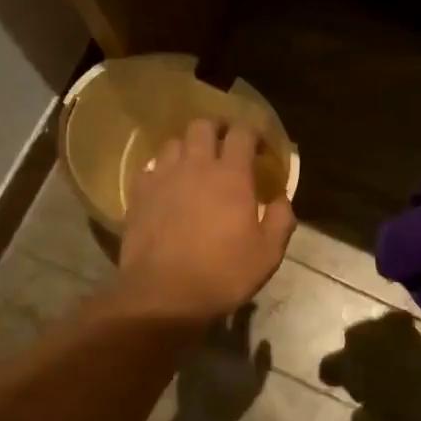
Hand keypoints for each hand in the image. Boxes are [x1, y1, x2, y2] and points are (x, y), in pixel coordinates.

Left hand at [117, 118, 294, 323]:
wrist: (164, 295)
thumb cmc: (223, 274)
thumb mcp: (268, 254)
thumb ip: (280, 220)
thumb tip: (281, 198)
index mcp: (231, 175)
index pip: (243, 133)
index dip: (254, 134)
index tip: (261, 150)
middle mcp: (195, 166)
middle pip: (203, 125)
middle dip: (217, 129)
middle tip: (226, 146)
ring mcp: (162, 177)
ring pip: (174, 142)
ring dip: (188, 147)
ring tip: (195, 165)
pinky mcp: (139, 194)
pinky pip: (150, 168)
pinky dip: (163, 170)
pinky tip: (168, 186)